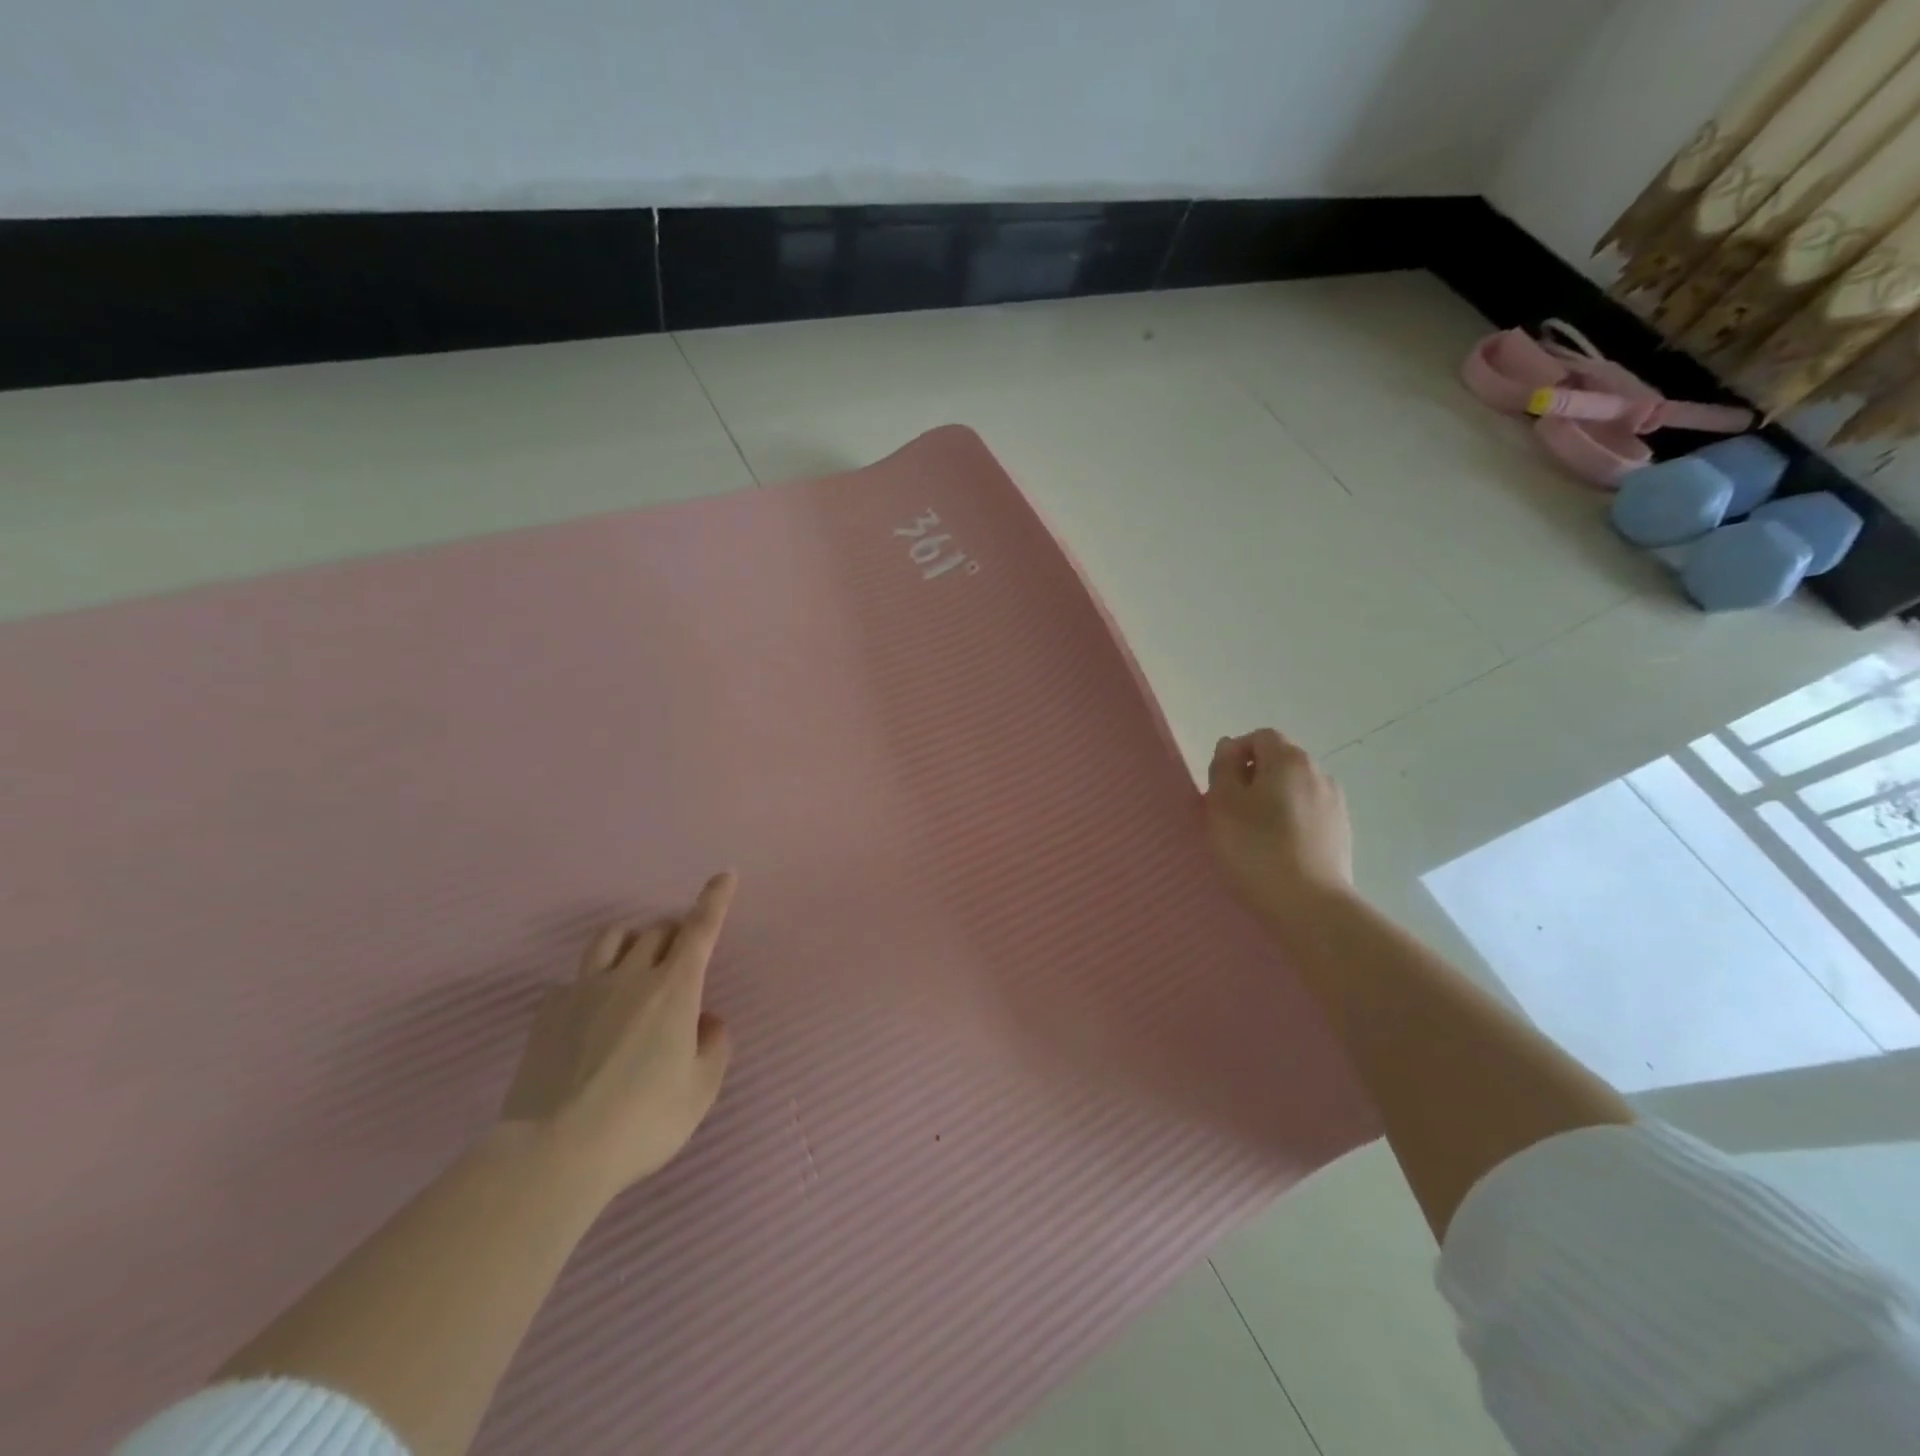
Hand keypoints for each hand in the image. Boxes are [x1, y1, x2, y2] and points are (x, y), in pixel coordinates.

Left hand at [501, 872, 736, 1198]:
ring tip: (636, 965)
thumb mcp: (699, 1091)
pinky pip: (576, 978)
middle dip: (675, 934)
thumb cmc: (642, 1121)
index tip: (725, 874)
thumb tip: (707, 1020)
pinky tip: (592, 1014)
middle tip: (680, 959)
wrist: (554, 1153)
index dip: (715, 898)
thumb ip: (713, 1047)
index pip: (700, 929)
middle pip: (656, 931)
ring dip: (632, 941)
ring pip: (611, 939)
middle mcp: (631, 977)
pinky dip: (593, 983)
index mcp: (675, 989)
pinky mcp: (548, 1012)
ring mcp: (584, 990)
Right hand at [1205, 730, 1353, 926]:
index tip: (1219, 787)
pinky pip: (1308, 816)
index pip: (1260, 737)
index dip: (1235, 755)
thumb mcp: (1222, 804)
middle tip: (1230, 813)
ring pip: (1294, 790)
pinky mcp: (1342, 834)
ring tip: (1253, 837)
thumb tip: (1230, 747)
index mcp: (1289, 760)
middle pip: (1279, 762)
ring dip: (1272, 803)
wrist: (1309, 907)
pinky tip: (1277, 853)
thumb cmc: (1255, 849)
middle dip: (1253, 779)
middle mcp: (1319, 773)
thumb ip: (1223, 768)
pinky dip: (1290, 824)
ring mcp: (1336, 805)